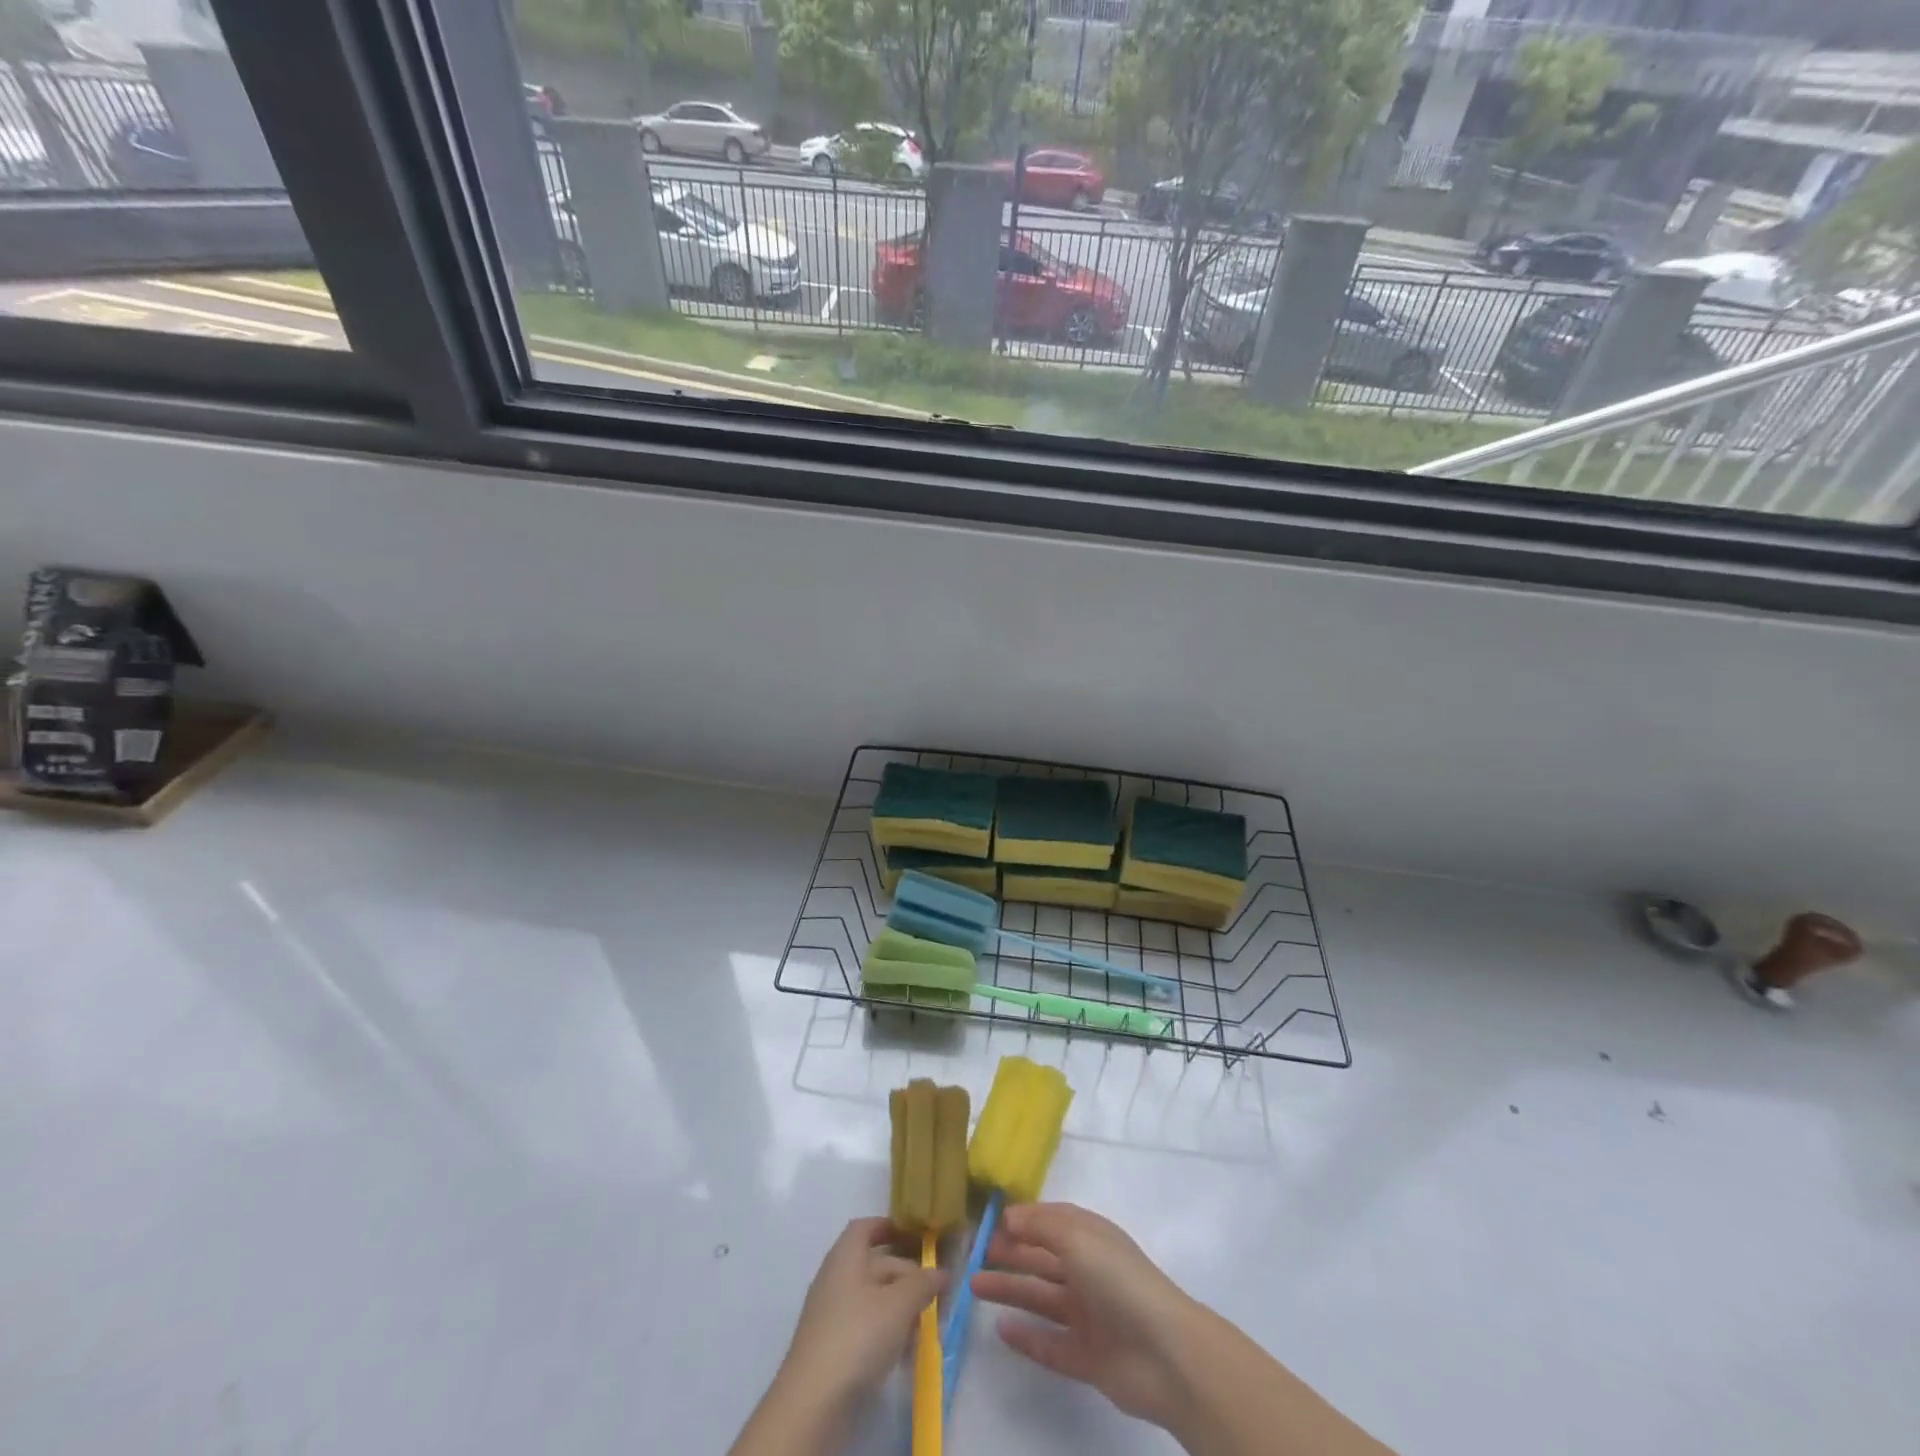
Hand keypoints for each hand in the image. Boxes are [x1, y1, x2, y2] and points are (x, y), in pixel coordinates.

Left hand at [777, 1217, 946, 1413]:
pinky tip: (903, 1351)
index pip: (866, 1227)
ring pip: (871, 1298)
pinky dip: (884, 1331)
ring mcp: (830, 1314)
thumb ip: (922, 1283)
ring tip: (924, 1324)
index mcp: (845, 1256)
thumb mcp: (899, 1304)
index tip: (915, 1236)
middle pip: (874, 1264)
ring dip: (898, 1307)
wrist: (813, 1401)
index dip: (890, 1226)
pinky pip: (863, 1326)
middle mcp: (834, 1277)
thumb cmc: (858, 1335)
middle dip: (906, 1275)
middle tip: (934, 1291)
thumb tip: (940, 1272)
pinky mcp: (830, 1347)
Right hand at [971, 1202, 1199, 1430]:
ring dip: (1010, 1290)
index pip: (1050, 1221)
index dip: (1022, 1219)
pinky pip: (1050, 1344)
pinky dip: (1027, 1337)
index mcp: (1089, 1237)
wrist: (1164, 1353)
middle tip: (974, 1255)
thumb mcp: (1076, 1237)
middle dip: (1010, 1253)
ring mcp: (1088, 1315)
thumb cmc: (1117, 1280)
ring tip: (974, 1286)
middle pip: (1042, 1258)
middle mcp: (1088, 1270)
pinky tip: (1001, 1330)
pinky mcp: (1087, 1356)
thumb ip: (1039, 1225)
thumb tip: (1008, 1216)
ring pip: (1041, 1298)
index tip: (989, 1221)